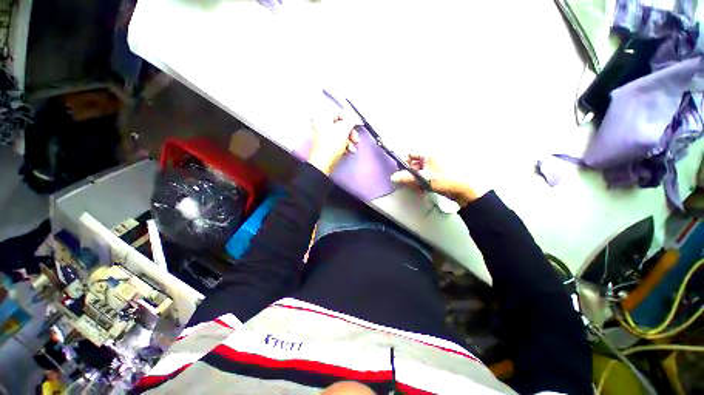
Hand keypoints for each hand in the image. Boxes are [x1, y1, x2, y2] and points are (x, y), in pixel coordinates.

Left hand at [308, 114, 359, 174]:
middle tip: (356, 138)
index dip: (349, 119)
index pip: (338, 112)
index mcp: (323, 118)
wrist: (324, 163)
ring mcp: (324, 137)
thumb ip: (350, 121)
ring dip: (349, 141)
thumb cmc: (331, 145)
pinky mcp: (326, 146)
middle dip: (350, 132)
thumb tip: (354, 118)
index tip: (355, 125)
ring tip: (352, 148)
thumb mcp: (344, 130)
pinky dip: (345, 146)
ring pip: (340, 135)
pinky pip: (338, 143)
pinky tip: (349, 151)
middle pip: (340, 125)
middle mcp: (322, 126)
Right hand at [390, 155, 484, 205]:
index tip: (401, 173)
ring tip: (418, 189)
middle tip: (409, 184)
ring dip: (415, 180)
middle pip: (413, 163)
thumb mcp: (424, 178)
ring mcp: (434, 165)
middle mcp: (431, 157)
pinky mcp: (437, 173)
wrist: (465, 190)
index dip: (404, 163)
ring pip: (418, 171)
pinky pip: (424, 175)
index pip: (410, 154)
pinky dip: (421, 182)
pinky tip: (423, 189)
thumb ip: (407, 178)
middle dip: (410, 174)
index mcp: (428, 153)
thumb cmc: (445, 180)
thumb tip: (393, 177)